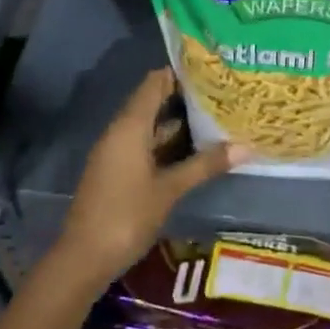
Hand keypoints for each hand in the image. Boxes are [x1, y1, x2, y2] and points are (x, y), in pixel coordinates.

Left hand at [56, 69, 245, 288]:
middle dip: (185, 97)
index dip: (181, 73)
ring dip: (178, 121)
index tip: (212, 70)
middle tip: (222, 93)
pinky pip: (144, 143)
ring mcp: (117, 151)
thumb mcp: (170, 189)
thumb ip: (205, 165)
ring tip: (216, 116)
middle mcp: (121, 130)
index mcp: (130, 126)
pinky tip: (193, 148)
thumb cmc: (127, 216)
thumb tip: (246, 146)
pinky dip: (167, 141)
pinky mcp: (117, 170)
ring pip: (150, 125)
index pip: (155, 82)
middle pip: (153, 101)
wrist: (83, 258)